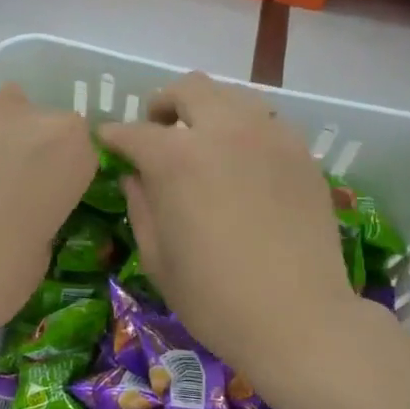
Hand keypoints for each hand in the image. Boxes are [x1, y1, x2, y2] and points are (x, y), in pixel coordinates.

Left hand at [0, 84, 95, 378]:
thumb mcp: (34, 268)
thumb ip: (40, 224)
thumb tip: (21, 217)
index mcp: (63, 146)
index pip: (85, 155)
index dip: (68, 187)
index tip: (53, 216)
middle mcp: (16, 113)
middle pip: (35, 133)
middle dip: (27, 164)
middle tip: (7, 214)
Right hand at [99, 72, 358, 385]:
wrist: (299, 319)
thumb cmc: (215, 299)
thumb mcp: (157, 259)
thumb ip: (141, 207)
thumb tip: (136, 178)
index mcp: (177, 159)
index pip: (134, 132)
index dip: (114, 136)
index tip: (107, 142)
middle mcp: (224, 131)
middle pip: (189, 88)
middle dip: (163, 104)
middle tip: (158, 131)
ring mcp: (270, 137)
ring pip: (233, 97)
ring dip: (208, 111)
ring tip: (203, 143)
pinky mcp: (302, 153)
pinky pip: (267, 122)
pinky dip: (245, 130)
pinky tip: (243, 163)